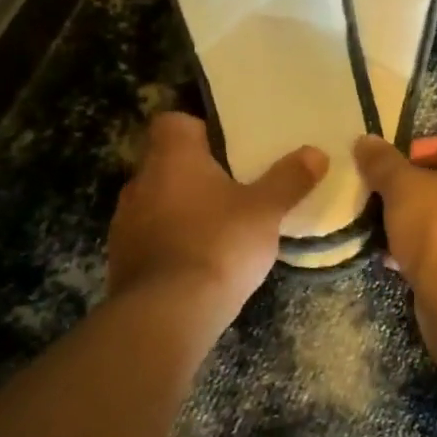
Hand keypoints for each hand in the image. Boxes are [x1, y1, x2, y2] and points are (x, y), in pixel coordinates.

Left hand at [108, 113, 326, 314]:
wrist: (165, 314)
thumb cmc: (218, 244)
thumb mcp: (265, 211)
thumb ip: (289, 179)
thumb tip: (316, 153)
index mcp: (172, 157)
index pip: (172, 122)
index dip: (198, 129)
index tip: (226, 148)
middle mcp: (140, 181)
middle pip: (166, 162)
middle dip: (196, 173)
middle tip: (233, 188)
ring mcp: (124, 221)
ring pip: (156, 201)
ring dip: (181, 209)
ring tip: (217, 228)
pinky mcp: (120, 259)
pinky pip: (148, 237)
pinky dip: (170, 242)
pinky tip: (197, 262)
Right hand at [353, 133, 436, 288]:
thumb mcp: (401, 186)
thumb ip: (382, 162)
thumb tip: (365, 141)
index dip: (434, 146)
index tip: (403, 161)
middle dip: (421, 188)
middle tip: (389, 194)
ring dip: (421, 221)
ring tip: (386, 227)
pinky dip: (429, 250)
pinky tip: (396, 260)